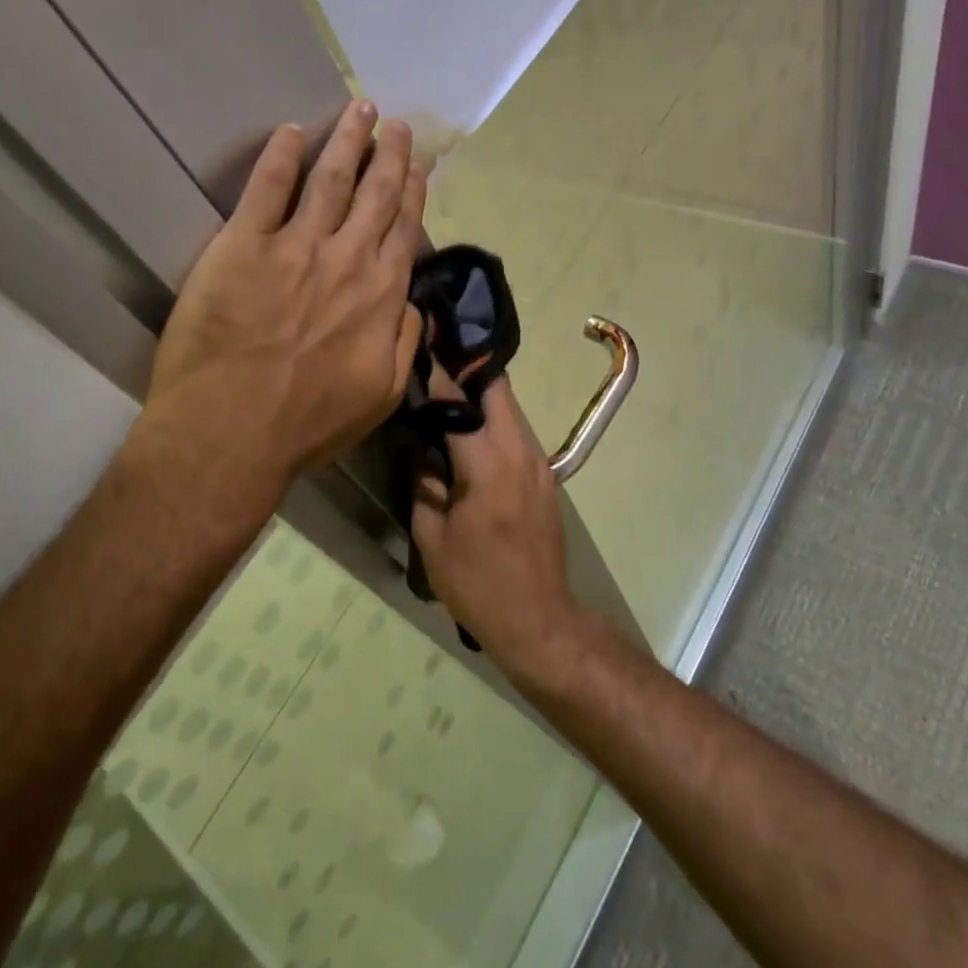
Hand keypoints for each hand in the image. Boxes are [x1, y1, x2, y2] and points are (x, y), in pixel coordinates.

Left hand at [142, 100, 426, 525]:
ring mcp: (295, 246)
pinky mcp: (243, 245)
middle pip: (374, 194)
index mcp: (380, 294)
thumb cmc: (308, 423)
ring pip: (330, 179)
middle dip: (387, 153)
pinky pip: (266, 188)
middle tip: (393, 122)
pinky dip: (281, 155)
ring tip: (358, 109)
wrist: (232, 431)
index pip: (402, 230)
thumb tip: (412, 303)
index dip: (412, 193)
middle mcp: (345, 259)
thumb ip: (404, 342)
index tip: (418, 165)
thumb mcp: (381, 395)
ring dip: (347, 140)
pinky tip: (291, 131)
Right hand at [409, 370, 586, 682]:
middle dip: (468, 370)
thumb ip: (424, 484)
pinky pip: (517, 432)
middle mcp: (520, 453)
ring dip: (482, 395)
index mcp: (488, 466)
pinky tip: (471, 432)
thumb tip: (421, 449)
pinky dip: (494, 420)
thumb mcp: (433, 538)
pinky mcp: (545, 476)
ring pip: (510, 408)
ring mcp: (539, 463)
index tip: (422, 349)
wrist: (538, 618)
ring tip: (448, 393)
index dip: (439, 376)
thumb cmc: (477, 583)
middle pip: (498, 390)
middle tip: (437, 362)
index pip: (460, 405)